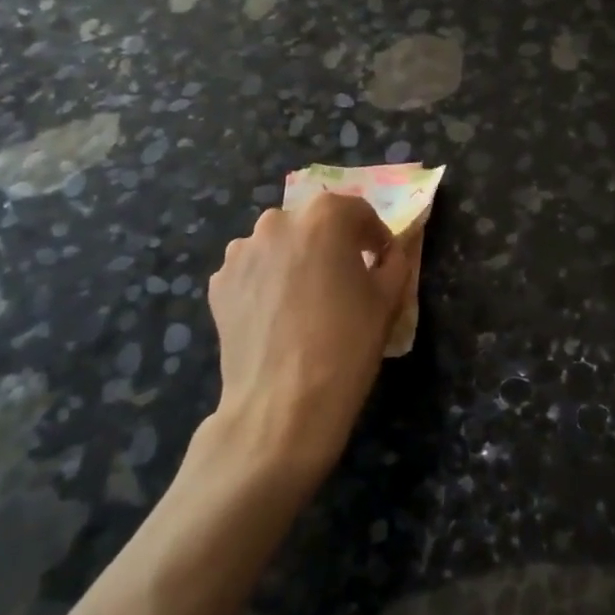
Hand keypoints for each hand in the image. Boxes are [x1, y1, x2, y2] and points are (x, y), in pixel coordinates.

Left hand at [201, 192, 412, 495]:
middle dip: (332, 243)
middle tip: (345, 278)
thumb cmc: (347, 343)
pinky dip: (269, 281)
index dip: (374, 235)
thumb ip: (394, 261)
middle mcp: (277, 222)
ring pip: (280, 245)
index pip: (357, 211)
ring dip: (297, 259)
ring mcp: (241, 252)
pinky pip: (253, 270)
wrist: (284, 403)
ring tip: (308, 298)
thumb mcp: (388, 298)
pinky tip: (280, 314)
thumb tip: (390, 251)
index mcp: (325, 217)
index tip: (382, 260)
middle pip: (313, 223)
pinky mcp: (219, 283)